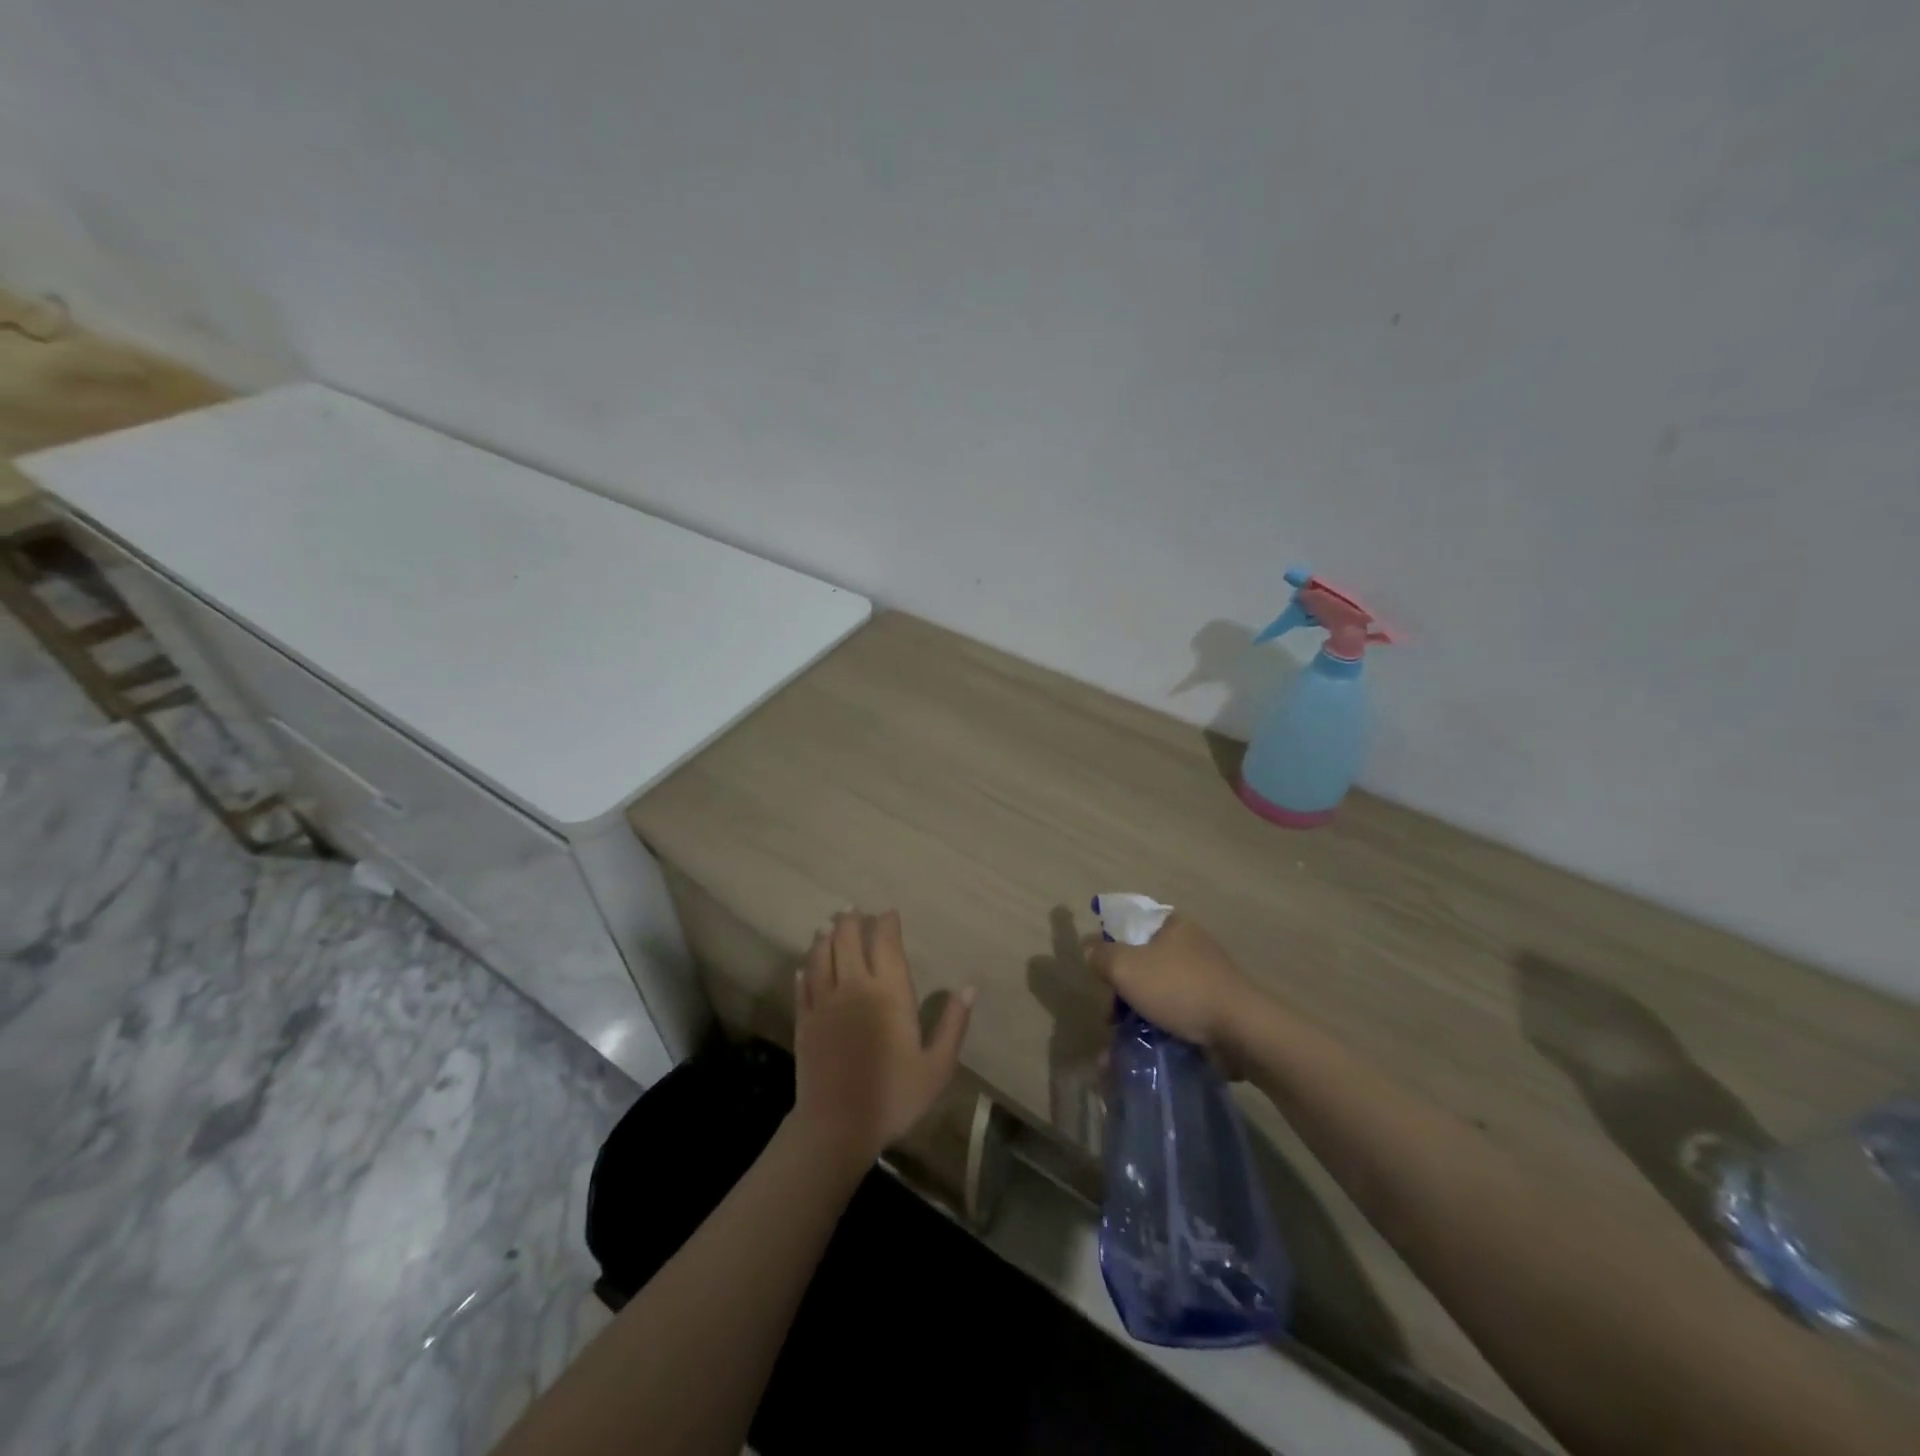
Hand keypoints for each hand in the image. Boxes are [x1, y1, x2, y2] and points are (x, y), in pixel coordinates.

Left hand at [793, 911, 974, 1168]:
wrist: (837, 1126)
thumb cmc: (894, 1096)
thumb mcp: (937, 1066)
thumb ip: (953, 1024)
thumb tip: (969, 988)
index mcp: (890, 992)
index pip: (886, 942)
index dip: (887, 923)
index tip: (889, 913)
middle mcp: (855, 986)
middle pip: (848, 938)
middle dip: (852, 920)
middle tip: (855, 910)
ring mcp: (825, 1001)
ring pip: (822, 954)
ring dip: (826, 936)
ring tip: (829, 925)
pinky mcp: (804, 1020)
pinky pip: (803, 984)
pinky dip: (806, 968)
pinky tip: (806, 964)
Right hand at [1083, 913, 1258, 1073]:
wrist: (1240, 1031)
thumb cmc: (1179, 988)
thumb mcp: (1126, 967)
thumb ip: (1101, 955)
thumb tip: (1089, 949)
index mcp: (1173, 926)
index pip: (1131, 926)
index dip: (1111, 947)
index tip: (1100, 975)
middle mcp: (1190, 946)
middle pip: (1141, 964)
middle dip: (1121, 992)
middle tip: (1109, 1016)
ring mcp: (1205, 979)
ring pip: (1157, 993)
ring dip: (1137, 1016)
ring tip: (1121, 1043)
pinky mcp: (1214, 1010)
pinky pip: (1176, 1016)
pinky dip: (1159, 1030)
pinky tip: (1144, 1050)